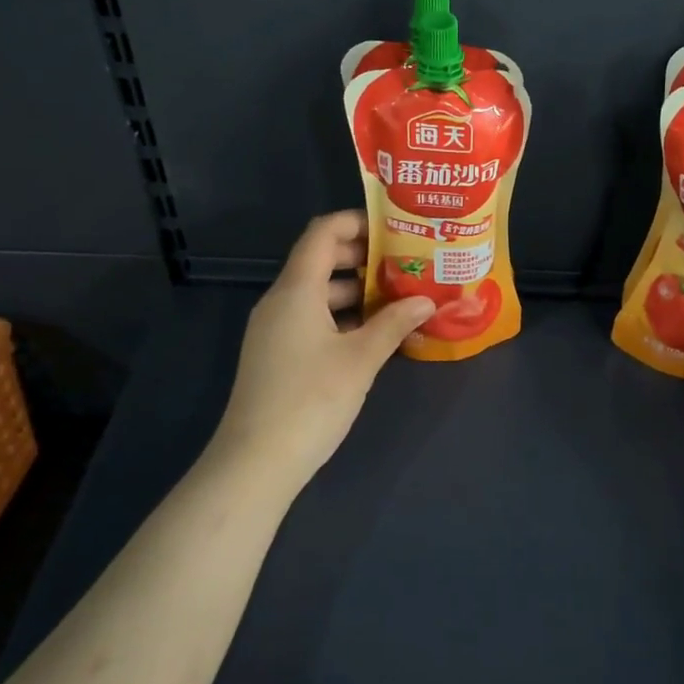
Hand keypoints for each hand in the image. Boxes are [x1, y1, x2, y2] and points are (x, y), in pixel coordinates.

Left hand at [210, 211, 432, 488]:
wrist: (256, 461)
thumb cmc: (311, 400)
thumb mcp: (361, 360)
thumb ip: (394, 323)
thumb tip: (427, 300)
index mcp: (296, 290)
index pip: (322, 233)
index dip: (356, 222)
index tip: (396, 228)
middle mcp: (281, 301)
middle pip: (322, 261)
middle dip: (365, 258)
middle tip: (408, 264)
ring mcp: (276, 329)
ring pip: (320, 293)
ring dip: (359, 292)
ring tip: (402, 298)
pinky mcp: (279, 354)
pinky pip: (314, 319)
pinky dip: (345, 318)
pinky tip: (377, 335)